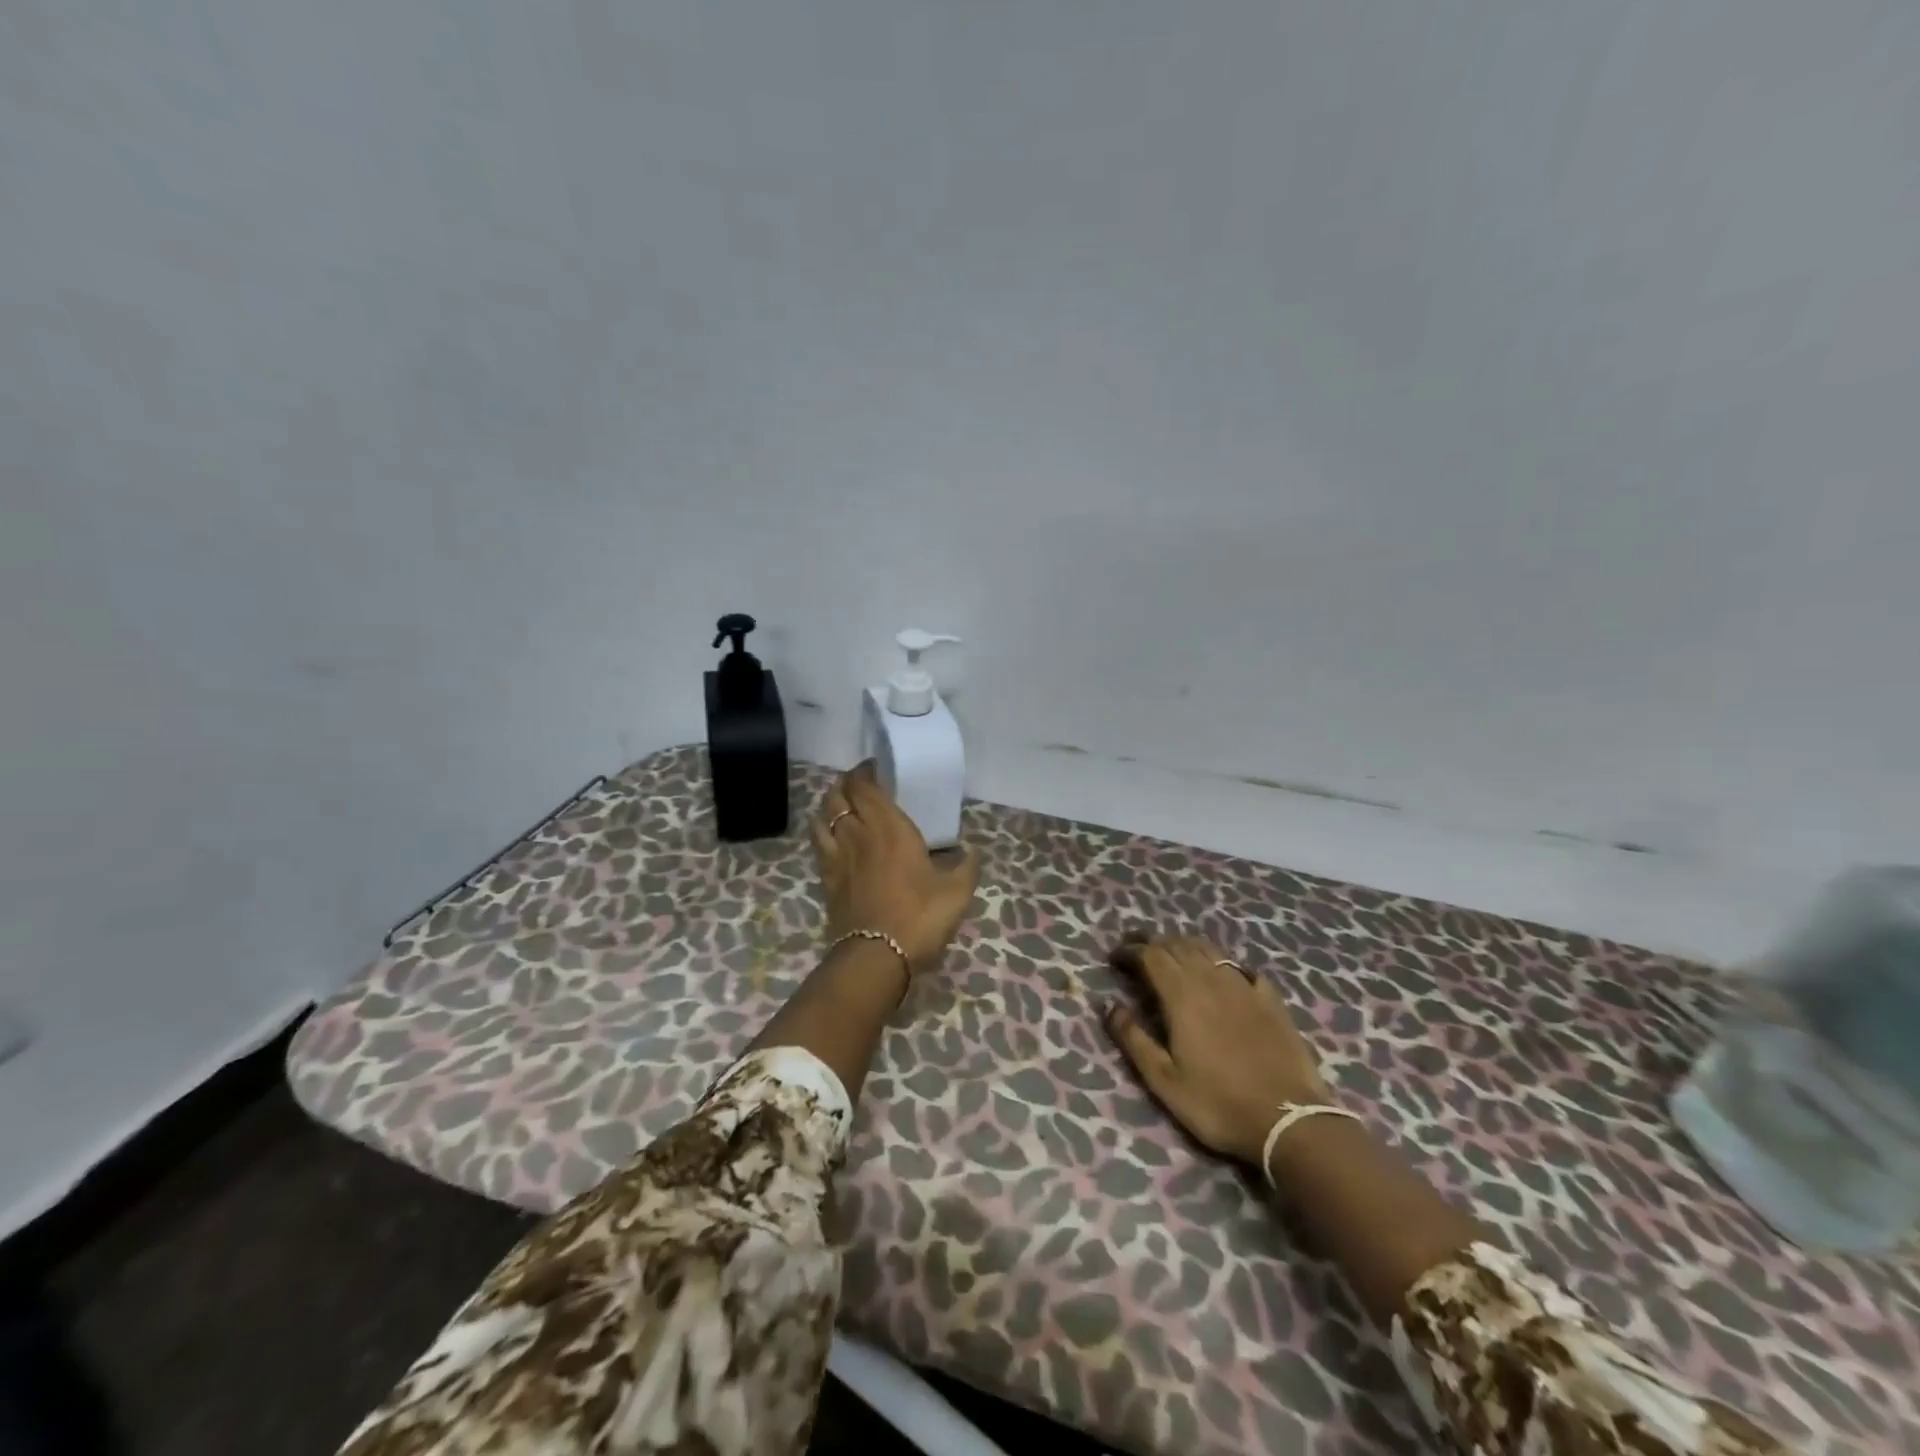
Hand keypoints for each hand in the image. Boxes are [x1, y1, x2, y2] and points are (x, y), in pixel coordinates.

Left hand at [810, 762, 979, 973]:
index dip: (865, 772)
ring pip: (822, 817)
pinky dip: (821, 831)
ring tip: (840, 803)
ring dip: (829, 804)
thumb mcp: (957, 892)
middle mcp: (858, 834)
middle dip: (845, 783)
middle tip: (859, 782)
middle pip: (838, 796)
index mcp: (890, 828)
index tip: (874, 767)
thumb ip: (966, 866)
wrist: (876, 957)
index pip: (865, 787)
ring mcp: (838, 856)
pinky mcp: (827, 879)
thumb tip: (971, 852)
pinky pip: (818, 844)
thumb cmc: (920, 916)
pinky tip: (830, 836)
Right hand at [1105, 932, 1332, 1166]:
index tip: (1115, 958)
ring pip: (1210, 950)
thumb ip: (1133, 1038)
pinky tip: (1225, 976)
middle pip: (1179, 945)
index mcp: (1182, 995)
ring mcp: (1245, 987)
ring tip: (1174, 956)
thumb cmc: (1217, 1103)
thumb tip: (1108, 1005)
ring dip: (1187, 946)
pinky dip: (1225, 965)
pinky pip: (1243, 969)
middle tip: (1138, 951)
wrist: (1289, 1120)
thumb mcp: (1164, 1080)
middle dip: (1154, 943)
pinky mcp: (1271, 1000)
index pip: (1151, 954)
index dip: (1131, 950)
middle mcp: (1212, 980)